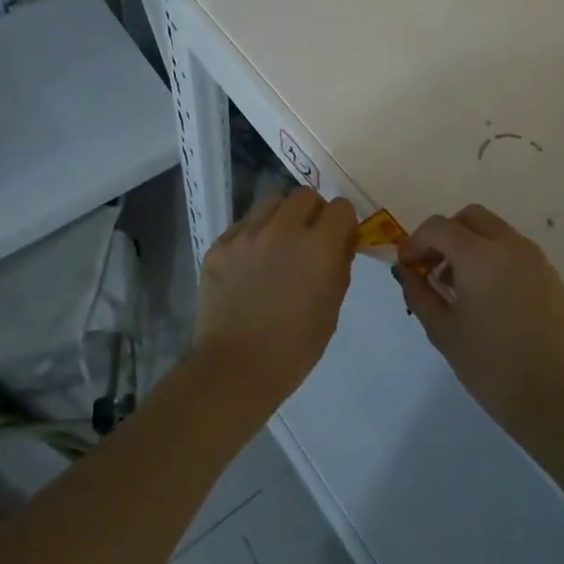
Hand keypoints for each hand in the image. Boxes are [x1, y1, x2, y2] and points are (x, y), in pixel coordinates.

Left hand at [192, 189, 357, 412]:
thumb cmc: (294, 347)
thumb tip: (340, 241)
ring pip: (272, 201)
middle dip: (313, 212)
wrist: (236, 367)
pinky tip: (251, 262)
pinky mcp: (220, 244)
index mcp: (318, 247)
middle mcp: (283, 230)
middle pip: (305, 195)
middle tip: (309, 238)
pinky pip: (244, 224)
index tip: (339, 238)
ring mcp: (247, 234)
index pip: (340, 207)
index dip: (342, 222)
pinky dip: (254, 234)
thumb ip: (339, 265)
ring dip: (282, 216)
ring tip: (278, 243)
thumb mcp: (332, 307)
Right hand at [395, 204, 563, 437]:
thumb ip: (419, 293)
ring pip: (495, 232)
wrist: (556, 401)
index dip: (416, 242)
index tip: (407, 267)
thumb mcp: (443, 331)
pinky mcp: (552, 277)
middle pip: (470, 218)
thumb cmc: (491, 367)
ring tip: (460, 288)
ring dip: (471, 245)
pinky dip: (495, 260)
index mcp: (480, 255)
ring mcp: (536, 260)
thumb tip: (406, 271)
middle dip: (446, 235)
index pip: (439, 227)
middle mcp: (510, 246)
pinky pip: (516, 252)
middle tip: (433, 267)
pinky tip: (490, 299)